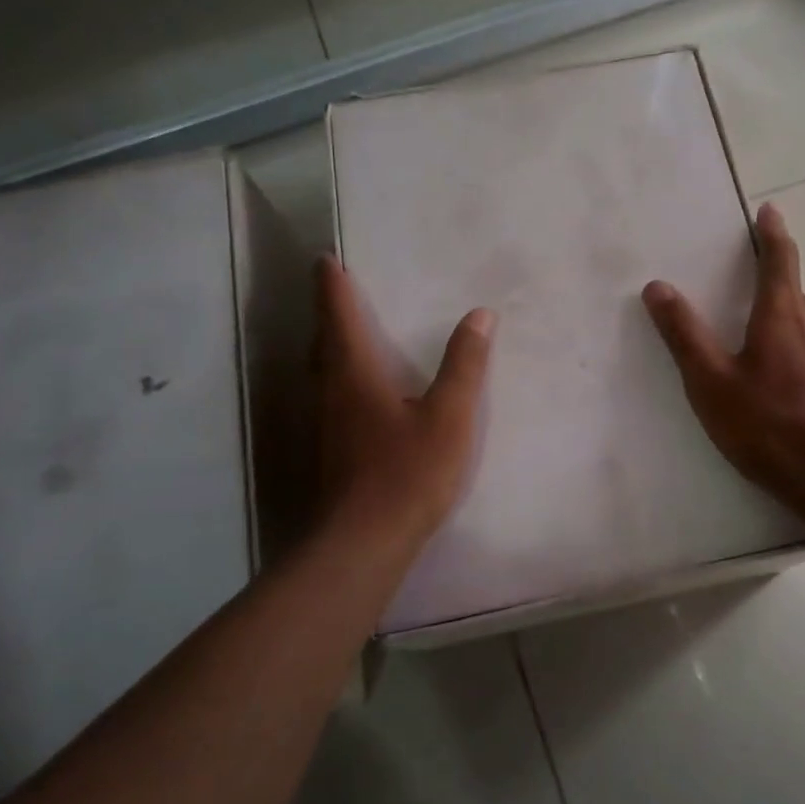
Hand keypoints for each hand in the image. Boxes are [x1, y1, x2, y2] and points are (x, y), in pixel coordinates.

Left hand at [310, 255, 494, 550]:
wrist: (363, 543)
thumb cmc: (407, 472)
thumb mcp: (450, 416)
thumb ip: (465, 365)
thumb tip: (480, 315)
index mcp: (355, 374)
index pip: (339, 317)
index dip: (332, 287)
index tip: (325, 260)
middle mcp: (332, 393)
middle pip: (323, 343)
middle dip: (328, 313)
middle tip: (335, 290)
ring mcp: (327, 425)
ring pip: (324, 372)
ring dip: (332, 345)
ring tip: (347, 333)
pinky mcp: (332, 452)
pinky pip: (332, 396)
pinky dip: (340, 376)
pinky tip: (360, 393)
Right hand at [642, 202, 804, 523]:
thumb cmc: (772, 428)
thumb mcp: (713, 384)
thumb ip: (685, 335)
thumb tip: (658, 286)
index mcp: (783, 315)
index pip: (779, 260)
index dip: (772, 233)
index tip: (770, 210)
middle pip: (792, 296)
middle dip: (769, 292)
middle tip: (743, 304)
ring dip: (785, 330)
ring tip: (761, 359)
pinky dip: (802, 359)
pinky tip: (790, 394)